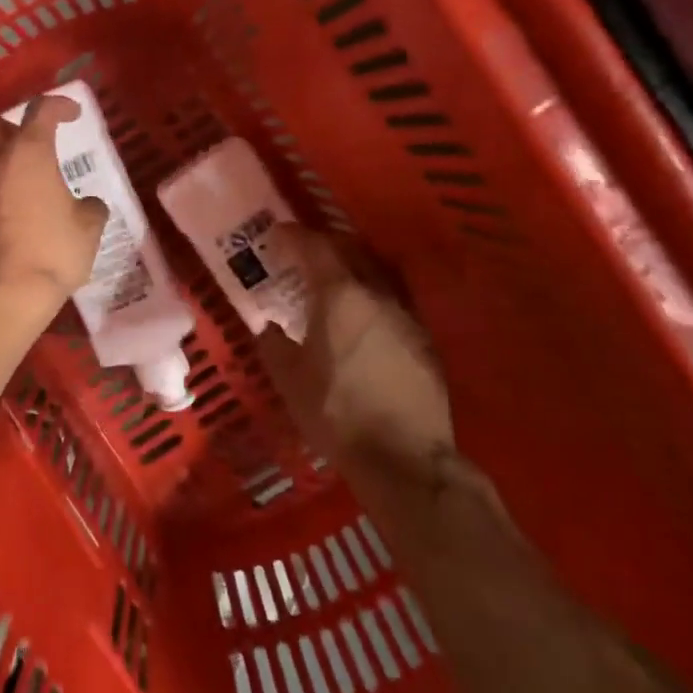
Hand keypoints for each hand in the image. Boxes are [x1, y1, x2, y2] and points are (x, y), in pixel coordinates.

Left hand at [0, 96, 108, 313]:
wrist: (2, 298)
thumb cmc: (52, 255)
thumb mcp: (88, 231)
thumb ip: (90, 209)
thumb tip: (89, 206)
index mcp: (28, 156)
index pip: (42, 111)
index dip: (58, 105)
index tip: (71, 114)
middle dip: (3, 125)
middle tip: (19, 144)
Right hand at [257, 226, 452, 470]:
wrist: (404, 458)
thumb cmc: (336, 412)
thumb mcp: (289, 379)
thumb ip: (273, 343)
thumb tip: (268, 325)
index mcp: (340, 295)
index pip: (315, 247)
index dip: (293, 236)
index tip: (276, 234)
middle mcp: (377, 294)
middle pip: (352, 250)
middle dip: (325, 244)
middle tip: (303, 253)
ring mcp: (407, 315)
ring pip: (377, 273)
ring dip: (353, 267)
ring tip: (333, 281)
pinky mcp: (425, 340)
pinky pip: (394, 299)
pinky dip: (372, 294)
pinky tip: (362, 317)